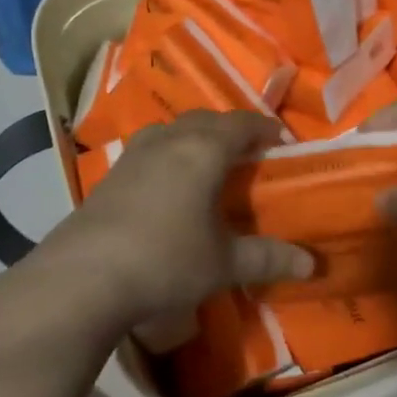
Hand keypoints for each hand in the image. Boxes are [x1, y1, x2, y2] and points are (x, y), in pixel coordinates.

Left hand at [34, 111, 313, 327]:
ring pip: (173, 130)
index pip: (241, 124)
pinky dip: (169, 154)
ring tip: (208, 161)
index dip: (263, 128)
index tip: (280, 139)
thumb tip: (311, 265)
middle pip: (205, 120)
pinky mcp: (111, 174)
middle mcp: (170, 140)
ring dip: (195, 137)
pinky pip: (150, 149)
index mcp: (203, 150)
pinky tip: (168, 183)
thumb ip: (268, 258)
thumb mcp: (223, 263)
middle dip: (230, 129)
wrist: (85, 276)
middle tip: (248, 150)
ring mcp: (135, 154)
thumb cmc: (166, 260)